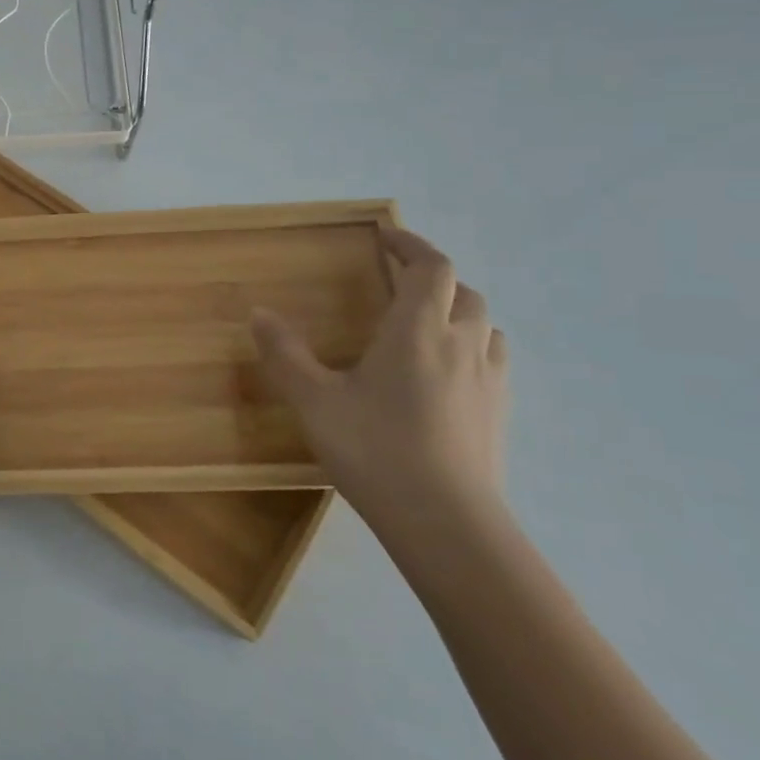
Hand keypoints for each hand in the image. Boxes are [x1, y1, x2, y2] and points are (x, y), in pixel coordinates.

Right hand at [251, 228, 508, 543]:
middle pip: (462, 292)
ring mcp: (488, 381)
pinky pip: (492, 360)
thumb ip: (285, 354)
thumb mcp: (314, 400)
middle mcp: (461, 345)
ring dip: (457, 311)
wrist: (447, 524)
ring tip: (424, 323)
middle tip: (397, 280)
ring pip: (484, 325)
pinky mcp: (500, 414)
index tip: (385, 235)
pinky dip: (470, 347)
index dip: (411, 244)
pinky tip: (445, 373)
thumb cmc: (375, 450)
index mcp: (418, 331)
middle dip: (431, 277)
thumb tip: (259, 313)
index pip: (430, 267)